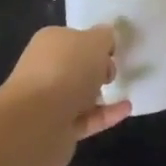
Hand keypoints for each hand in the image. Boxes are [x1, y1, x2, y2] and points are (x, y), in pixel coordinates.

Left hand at [1, 25, 131, 165]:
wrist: (38, 121)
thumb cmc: (66, 70)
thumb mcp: (95, 41)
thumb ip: (104, 37)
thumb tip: (107, 38)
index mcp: (50, 42)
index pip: (74, 38)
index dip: (95, 42)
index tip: (115, 50)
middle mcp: (46, 69)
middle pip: (76, 66)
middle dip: (97, 68)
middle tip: (115, 71)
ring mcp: (50, 101)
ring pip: (80, 94)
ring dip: (100, 93)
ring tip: (125, 89)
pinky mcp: (59, 129)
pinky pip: (87, 118)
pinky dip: (106, 114)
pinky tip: (126, 109)